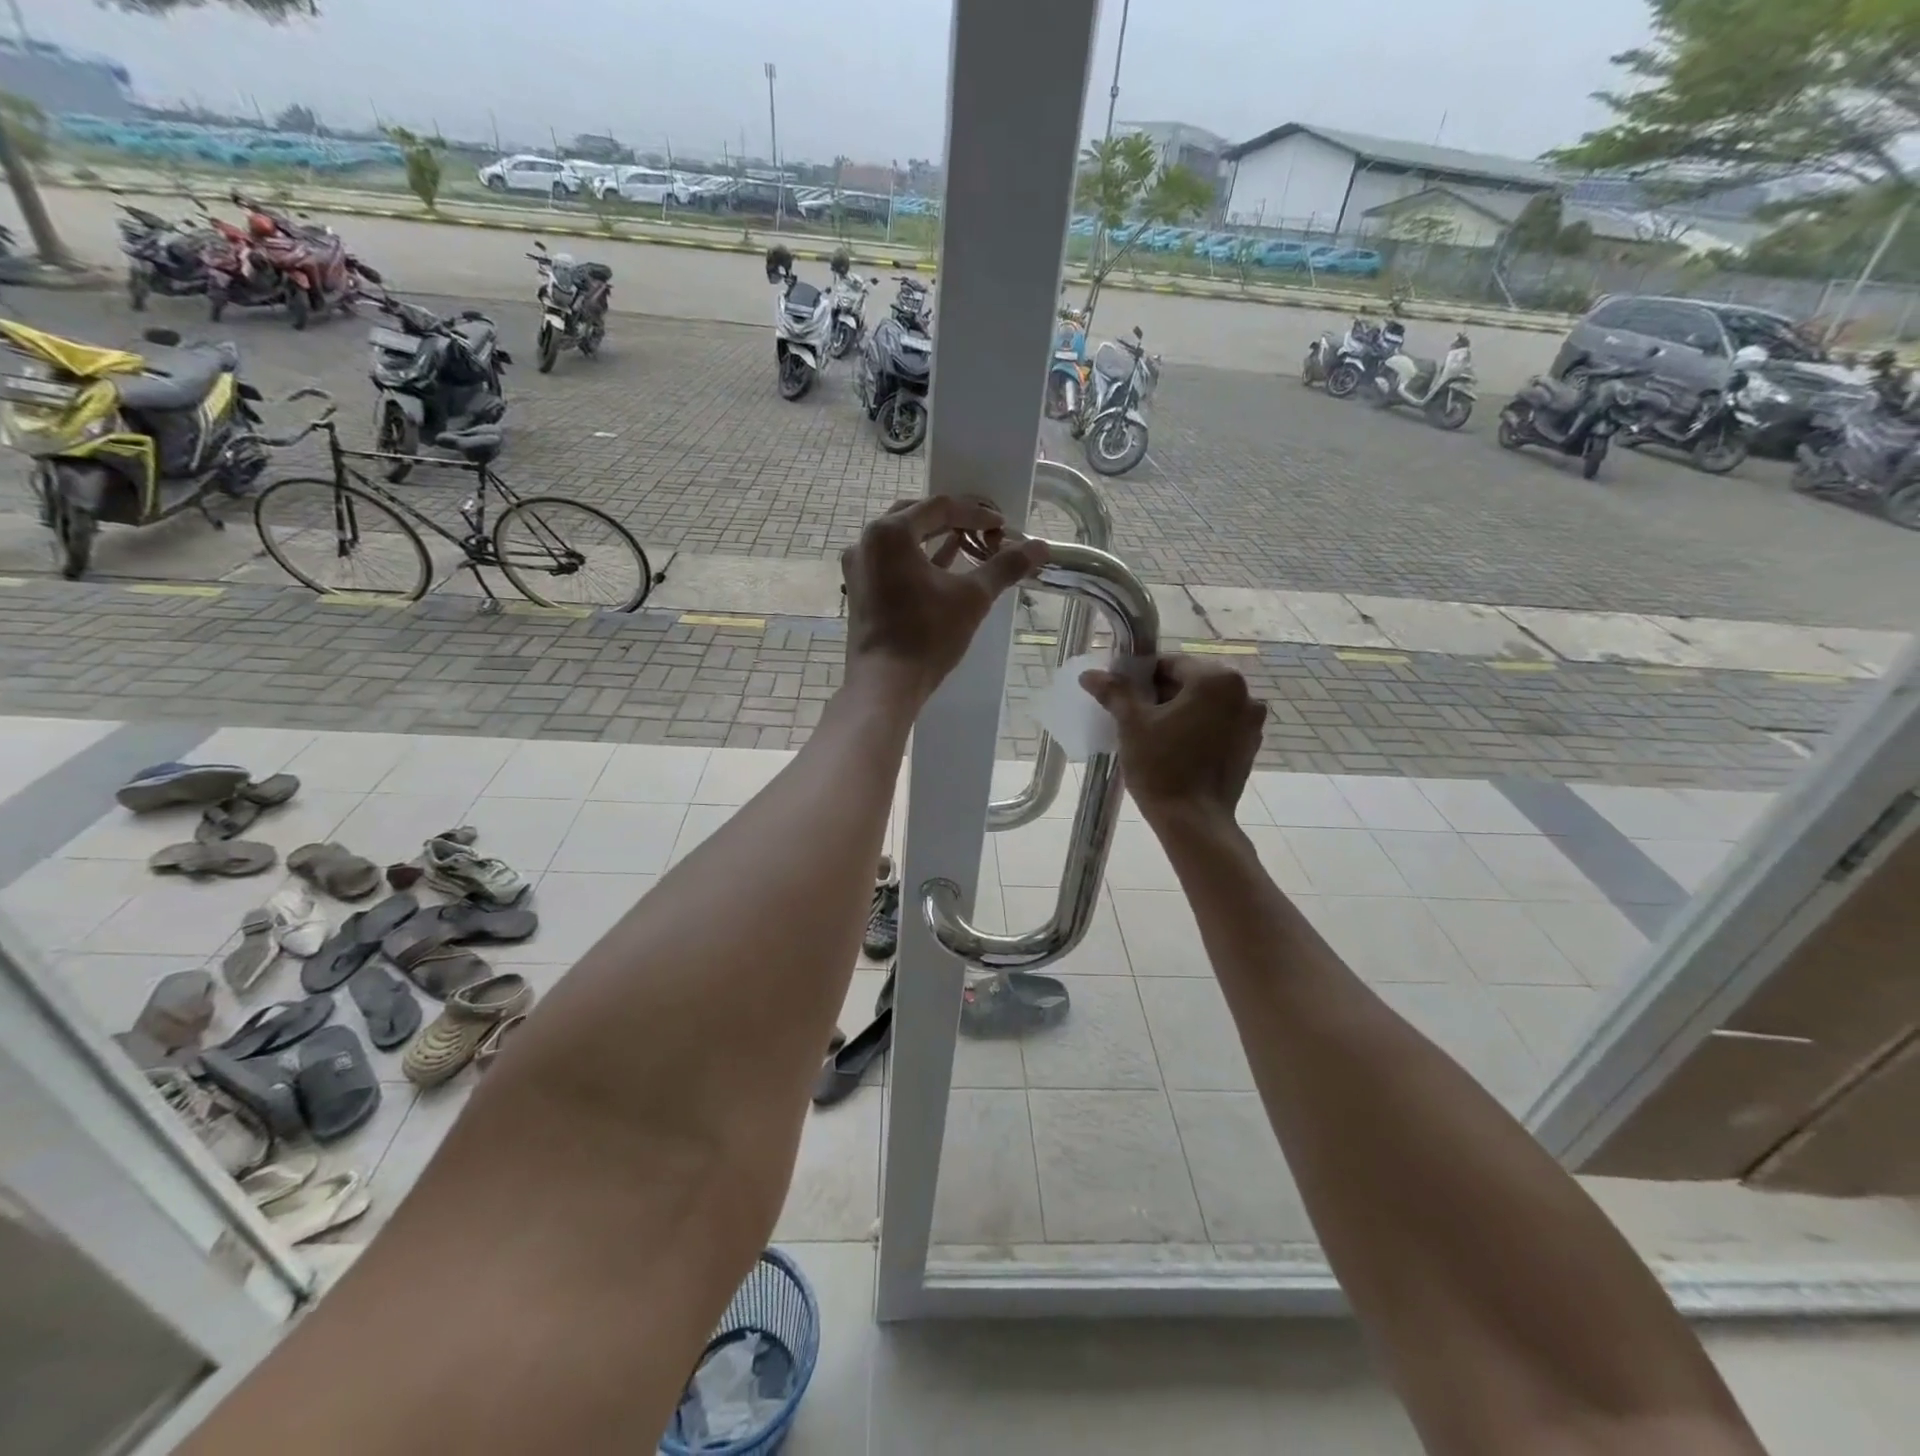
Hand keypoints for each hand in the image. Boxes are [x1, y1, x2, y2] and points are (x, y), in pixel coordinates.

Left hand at [842, 497, 1047, 709]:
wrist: (885, 683)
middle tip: (982, 528)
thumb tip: (1041, 548)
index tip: (1001, 525)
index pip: (939, 507)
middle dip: (951, 520)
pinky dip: (917, 559)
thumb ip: (1004, 567)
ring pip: (901, 540)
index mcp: (890, 532)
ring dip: (933, 538)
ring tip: (966, 544)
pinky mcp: (859, 590)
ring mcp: (858, 567)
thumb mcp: (972, 597)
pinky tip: (942, 567)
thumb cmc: (927, 635)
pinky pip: (891, 562)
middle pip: (915, 516)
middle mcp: (866, 541)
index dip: (974, 512)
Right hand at [1081, 656, 1266, 826]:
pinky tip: (1175, 749)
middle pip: (1191, 683)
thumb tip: (1090, 674)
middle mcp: (1243, 693)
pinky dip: (1197, 730)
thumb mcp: (1132, 724)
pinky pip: (1218, 726)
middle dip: (1162, 695)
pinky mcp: (1249, 747)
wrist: (1194, 822)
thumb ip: (1115, 692)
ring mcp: (1251, 722)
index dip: (1142, 677)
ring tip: (1153, 735)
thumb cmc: (1162, 767)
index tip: (1123, 697)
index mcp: (1216, 679)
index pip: (1171, 664)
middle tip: (1134, 717)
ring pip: (1205, 706)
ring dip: (1181, 712)